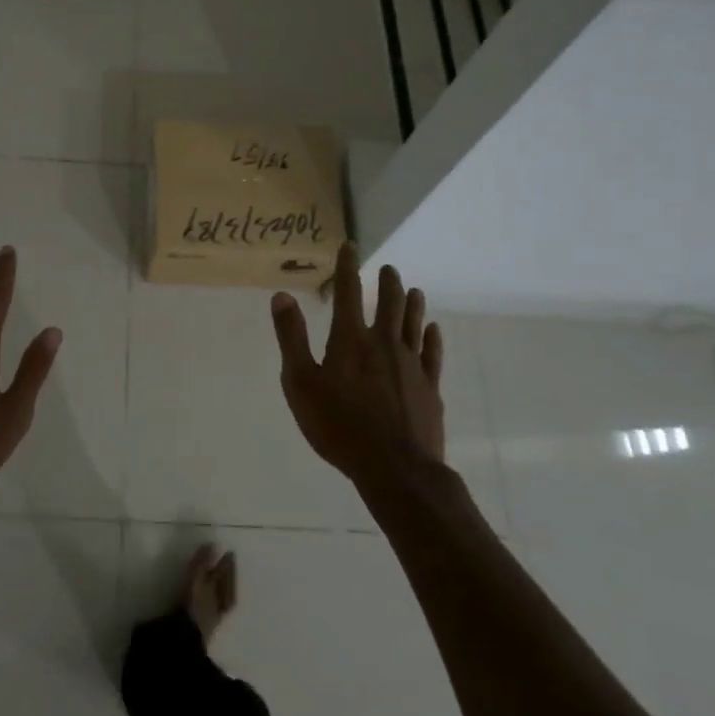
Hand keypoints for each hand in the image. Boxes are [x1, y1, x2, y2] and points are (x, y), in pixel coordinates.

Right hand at [270, 242, 443, 485]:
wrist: (395, 468)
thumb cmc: (339, 425)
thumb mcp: (300, 382)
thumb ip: (292, 337)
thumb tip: (282, 296)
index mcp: (350, 339)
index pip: (348, 292)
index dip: (347, 267)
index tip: (350, 247)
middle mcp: (384, 343)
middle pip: (389, 304)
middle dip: (388, 283)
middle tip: (389, 268)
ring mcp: (411, 365)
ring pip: (413, 324)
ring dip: (413, 305)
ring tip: (415, 290)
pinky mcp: (430, 388)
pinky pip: (432, 354)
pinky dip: (432, 338)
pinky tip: (433, 330)